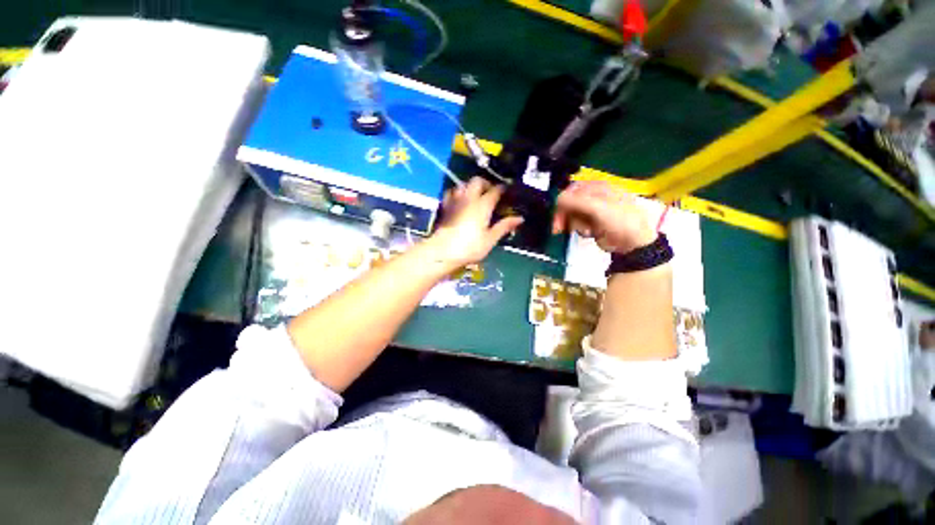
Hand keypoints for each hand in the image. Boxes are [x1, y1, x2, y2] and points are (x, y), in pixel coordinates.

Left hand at [427, 177, 523, 267]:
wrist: (443, 251)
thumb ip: (504, 226)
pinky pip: (451, 192)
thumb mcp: (490, 239)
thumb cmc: (470, 247)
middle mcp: (469, 198)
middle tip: (490, 192)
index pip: (495, 190)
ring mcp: (455, 200)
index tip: (507, 191)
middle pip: (477, 181)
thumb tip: (520, 218)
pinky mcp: (445, 206)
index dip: (502, 189)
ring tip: (475, 195)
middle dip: (486, 183)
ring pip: (463, 184)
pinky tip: (459, 200)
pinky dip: (457, 192)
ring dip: (470, 186)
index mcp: (483, 205)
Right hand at [553, 181, 655, 253]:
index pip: (573, 189)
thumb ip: (577, 202)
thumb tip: (557, 198)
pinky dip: (579, 229)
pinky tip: (588, 233)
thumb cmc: (620, 222)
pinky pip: (576, 223)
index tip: (557, 213)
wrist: (633, 243)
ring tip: (585, 231)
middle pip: (570, 202)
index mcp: (598, 188)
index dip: (563, 201)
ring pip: (571, 214)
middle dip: (564, 215)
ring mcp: (592, 211)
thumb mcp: (598, 209)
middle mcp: (594, 197)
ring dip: (574, 224)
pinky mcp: (590, 223)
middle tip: (558, 228)